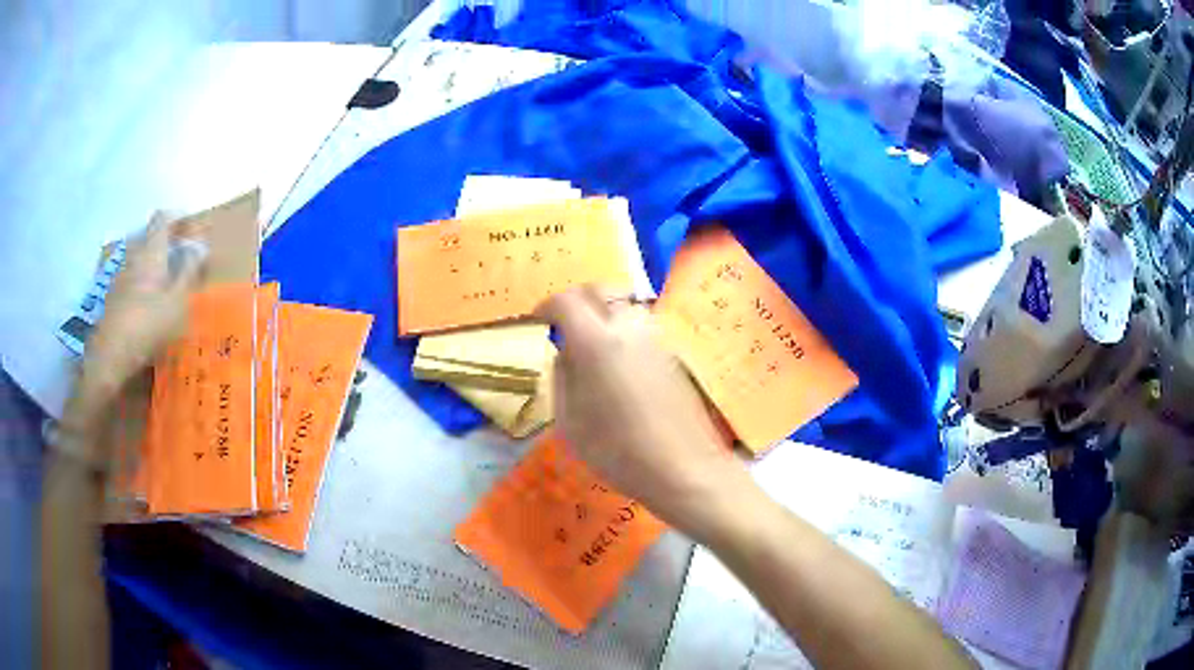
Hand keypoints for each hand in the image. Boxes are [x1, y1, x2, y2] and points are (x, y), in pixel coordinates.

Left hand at [82, 212, 204, 397]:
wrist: (111, 355)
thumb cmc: (148, 325)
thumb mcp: (177, 301)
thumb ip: (189, 272)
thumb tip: (200, 248)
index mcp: (151, 251)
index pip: (162, 219)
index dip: (176, 218)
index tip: (189, 228)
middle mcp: (134, 256)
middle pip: (148, 237)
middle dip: (163, 243)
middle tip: (179, 257)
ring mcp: (120, 276)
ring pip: (138, 259)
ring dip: (151, 264)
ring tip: (165, 284)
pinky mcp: (113, 297)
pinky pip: (130, 279)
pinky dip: (141, 283)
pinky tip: (147, 306)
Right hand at [536, 285, 744, 536]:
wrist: (684, 468)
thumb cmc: (619, 452)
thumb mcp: (571, 422)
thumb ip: (563, 377)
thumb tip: (566, 352)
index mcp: (596, 342)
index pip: (566, 301)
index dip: (547, 307)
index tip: (538, 322)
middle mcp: (628, 328)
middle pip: (600, 289)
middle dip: (576, 298)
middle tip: (563, 322)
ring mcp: (656, 337)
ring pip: (625, 303)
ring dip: (603, 309)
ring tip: (591, 339)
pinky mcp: (673, 351)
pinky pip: (642, 323)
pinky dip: (623, 326)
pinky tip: (619, 358)